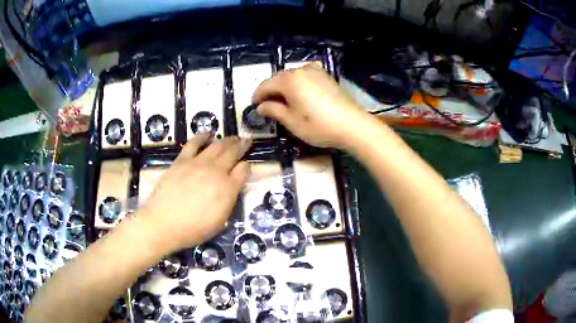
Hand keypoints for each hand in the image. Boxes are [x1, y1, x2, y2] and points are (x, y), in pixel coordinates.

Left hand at [138, 135, 250, 252]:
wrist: (163, 223)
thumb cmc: (193, 228)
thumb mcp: (220, 221)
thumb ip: (229, 200)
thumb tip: (233, 185)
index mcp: (227, 188)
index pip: (243, 170)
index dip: (247, 166)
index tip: (246, 166)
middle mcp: (215, 171)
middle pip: (232, 153)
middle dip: (242, 145)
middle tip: (246, 140)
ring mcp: (197, 163)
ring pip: (217, 145)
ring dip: (227, 140)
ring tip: (232, 137)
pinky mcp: (182, 161)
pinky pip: (193, 143)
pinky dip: (202, 137)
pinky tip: (208, 134)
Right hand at [253, 65, 368, 148]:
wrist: (351, 125)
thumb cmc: (318, 125)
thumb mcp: (291, 121)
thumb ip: (273, 110)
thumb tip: (261, 107)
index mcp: (288, 80)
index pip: (265, 85)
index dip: (257, 96)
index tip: (254, 107)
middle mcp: (300, 70)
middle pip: (278, 78)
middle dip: (270, 91)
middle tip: (267, 106)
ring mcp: (315, 71)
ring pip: (292, 77)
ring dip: (284, 87)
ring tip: (283, 102)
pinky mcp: (325, 76)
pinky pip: (305, 76)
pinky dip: (298, 84)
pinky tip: (300, 94)